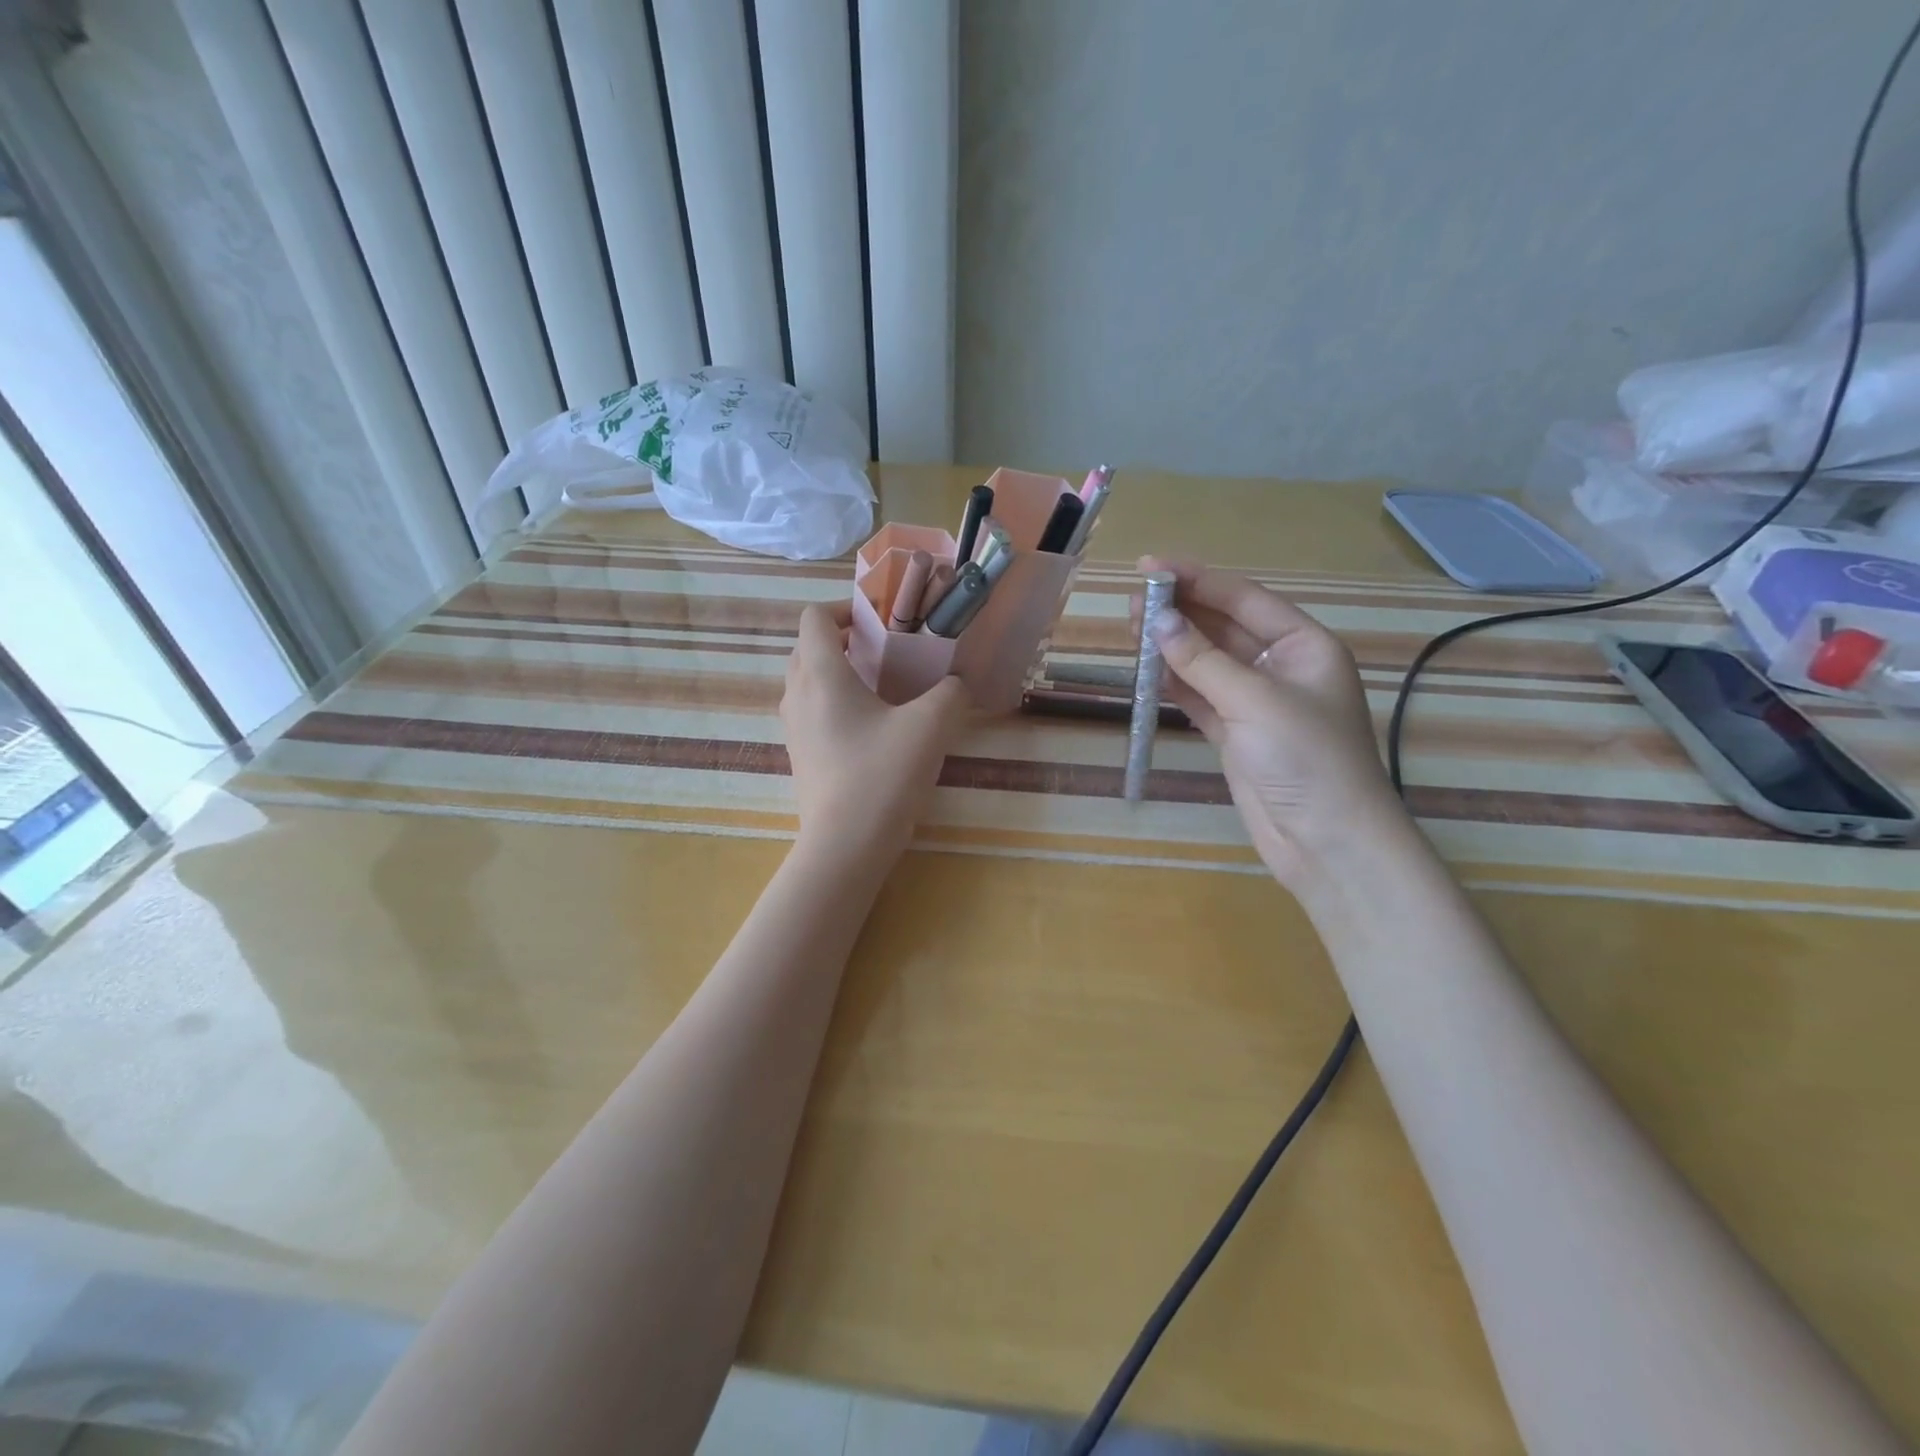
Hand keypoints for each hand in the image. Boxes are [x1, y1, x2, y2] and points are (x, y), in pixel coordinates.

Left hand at [780, 602, 970, 869]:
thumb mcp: (930, 726)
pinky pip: (811, 711)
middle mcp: (797, 694)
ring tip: (881, 687)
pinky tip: (871, 727)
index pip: (814, 618)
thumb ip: (950, 693)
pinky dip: (834, 702)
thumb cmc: (882, 775)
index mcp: (822, 674)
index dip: (844, 609)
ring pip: (808, 680)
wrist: (845, 845)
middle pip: (809, 647)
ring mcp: (793, 728)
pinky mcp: (800, 755)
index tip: (880, 621)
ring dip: (839, 672)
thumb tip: (957, 683)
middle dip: (844, 640)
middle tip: (885, 650)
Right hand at [1133, 557, 1407, 888]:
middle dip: (1181, 612)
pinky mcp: (1235, 736)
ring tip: (1131, 628)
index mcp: (1304, 646)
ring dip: (1172, 647)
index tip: (1151, 567)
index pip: (1244, 599)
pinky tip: (1147, 669)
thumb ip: (1202, 661)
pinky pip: (1200, 698)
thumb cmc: (1306, 759)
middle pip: (1223, 628)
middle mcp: (1281, 668)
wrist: (1327, 842)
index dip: (1197, 580)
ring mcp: (1256, 703)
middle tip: (1133, 598)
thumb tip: (1157, 622)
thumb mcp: (1255, 701)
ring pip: (1207, 663)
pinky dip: (1174, 684)